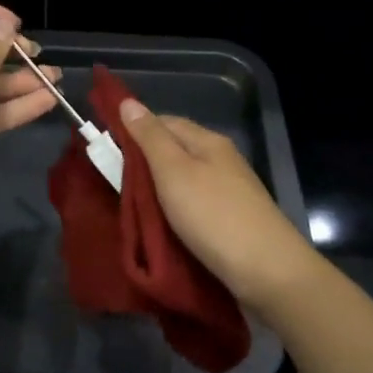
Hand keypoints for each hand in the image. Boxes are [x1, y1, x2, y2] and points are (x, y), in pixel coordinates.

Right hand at [118, 99, 319, 311]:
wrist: (267, 271)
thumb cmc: (214, 216)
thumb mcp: (174, 171)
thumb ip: (150, 137)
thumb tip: (128, 101)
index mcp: (208, 141)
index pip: (164, 121)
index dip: (134, 130)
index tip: (106, 148)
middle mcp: (221, 160)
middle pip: (174, 151)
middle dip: (144, 162)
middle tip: (112, 181)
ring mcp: (229, 191)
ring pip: (184, 180)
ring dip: (158, 189)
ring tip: (131, 205)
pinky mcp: (231, 220)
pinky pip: (194, 204)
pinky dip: (173, 210)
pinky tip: (161, 224)